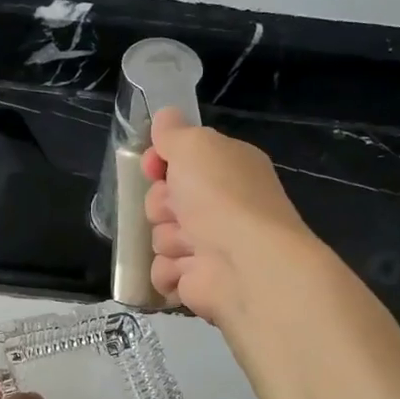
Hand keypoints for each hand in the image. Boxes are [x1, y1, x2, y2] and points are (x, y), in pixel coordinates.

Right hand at [143, 109, 314, 323]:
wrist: (246, 264)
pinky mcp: (197, 281)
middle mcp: (220, 206)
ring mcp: (209, 246)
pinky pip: (163, 272)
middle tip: (178, 210)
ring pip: (160, 237)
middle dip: (161, 205)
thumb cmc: (222, 197)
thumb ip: (174, 131)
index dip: (160, 163)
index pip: (181, 160)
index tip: (153, 167)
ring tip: (190, 245)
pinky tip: (188, 270)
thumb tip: (165, 117)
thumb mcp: (195, 146)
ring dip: (168, 239)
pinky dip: (170, 272)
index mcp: (227, 169)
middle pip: (163, 200)